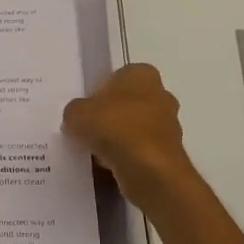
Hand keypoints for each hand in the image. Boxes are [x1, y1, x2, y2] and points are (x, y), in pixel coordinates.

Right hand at [63, 63, 198, 208]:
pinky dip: (126, 157)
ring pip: (134, 128)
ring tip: (94, 152)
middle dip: (109, 116)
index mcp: (141, 74)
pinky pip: (139, 150)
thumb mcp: (77, 113)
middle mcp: (161, 94)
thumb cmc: (114, 128)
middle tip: (86, 130)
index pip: (116, 77)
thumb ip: (74, 111)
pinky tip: (108, 167)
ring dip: (117, 138)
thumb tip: (77, 117)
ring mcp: (168, 124)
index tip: (84, 111)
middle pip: (127, 103)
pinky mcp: (169, 152)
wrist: (149, 169)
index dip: (97, 93)